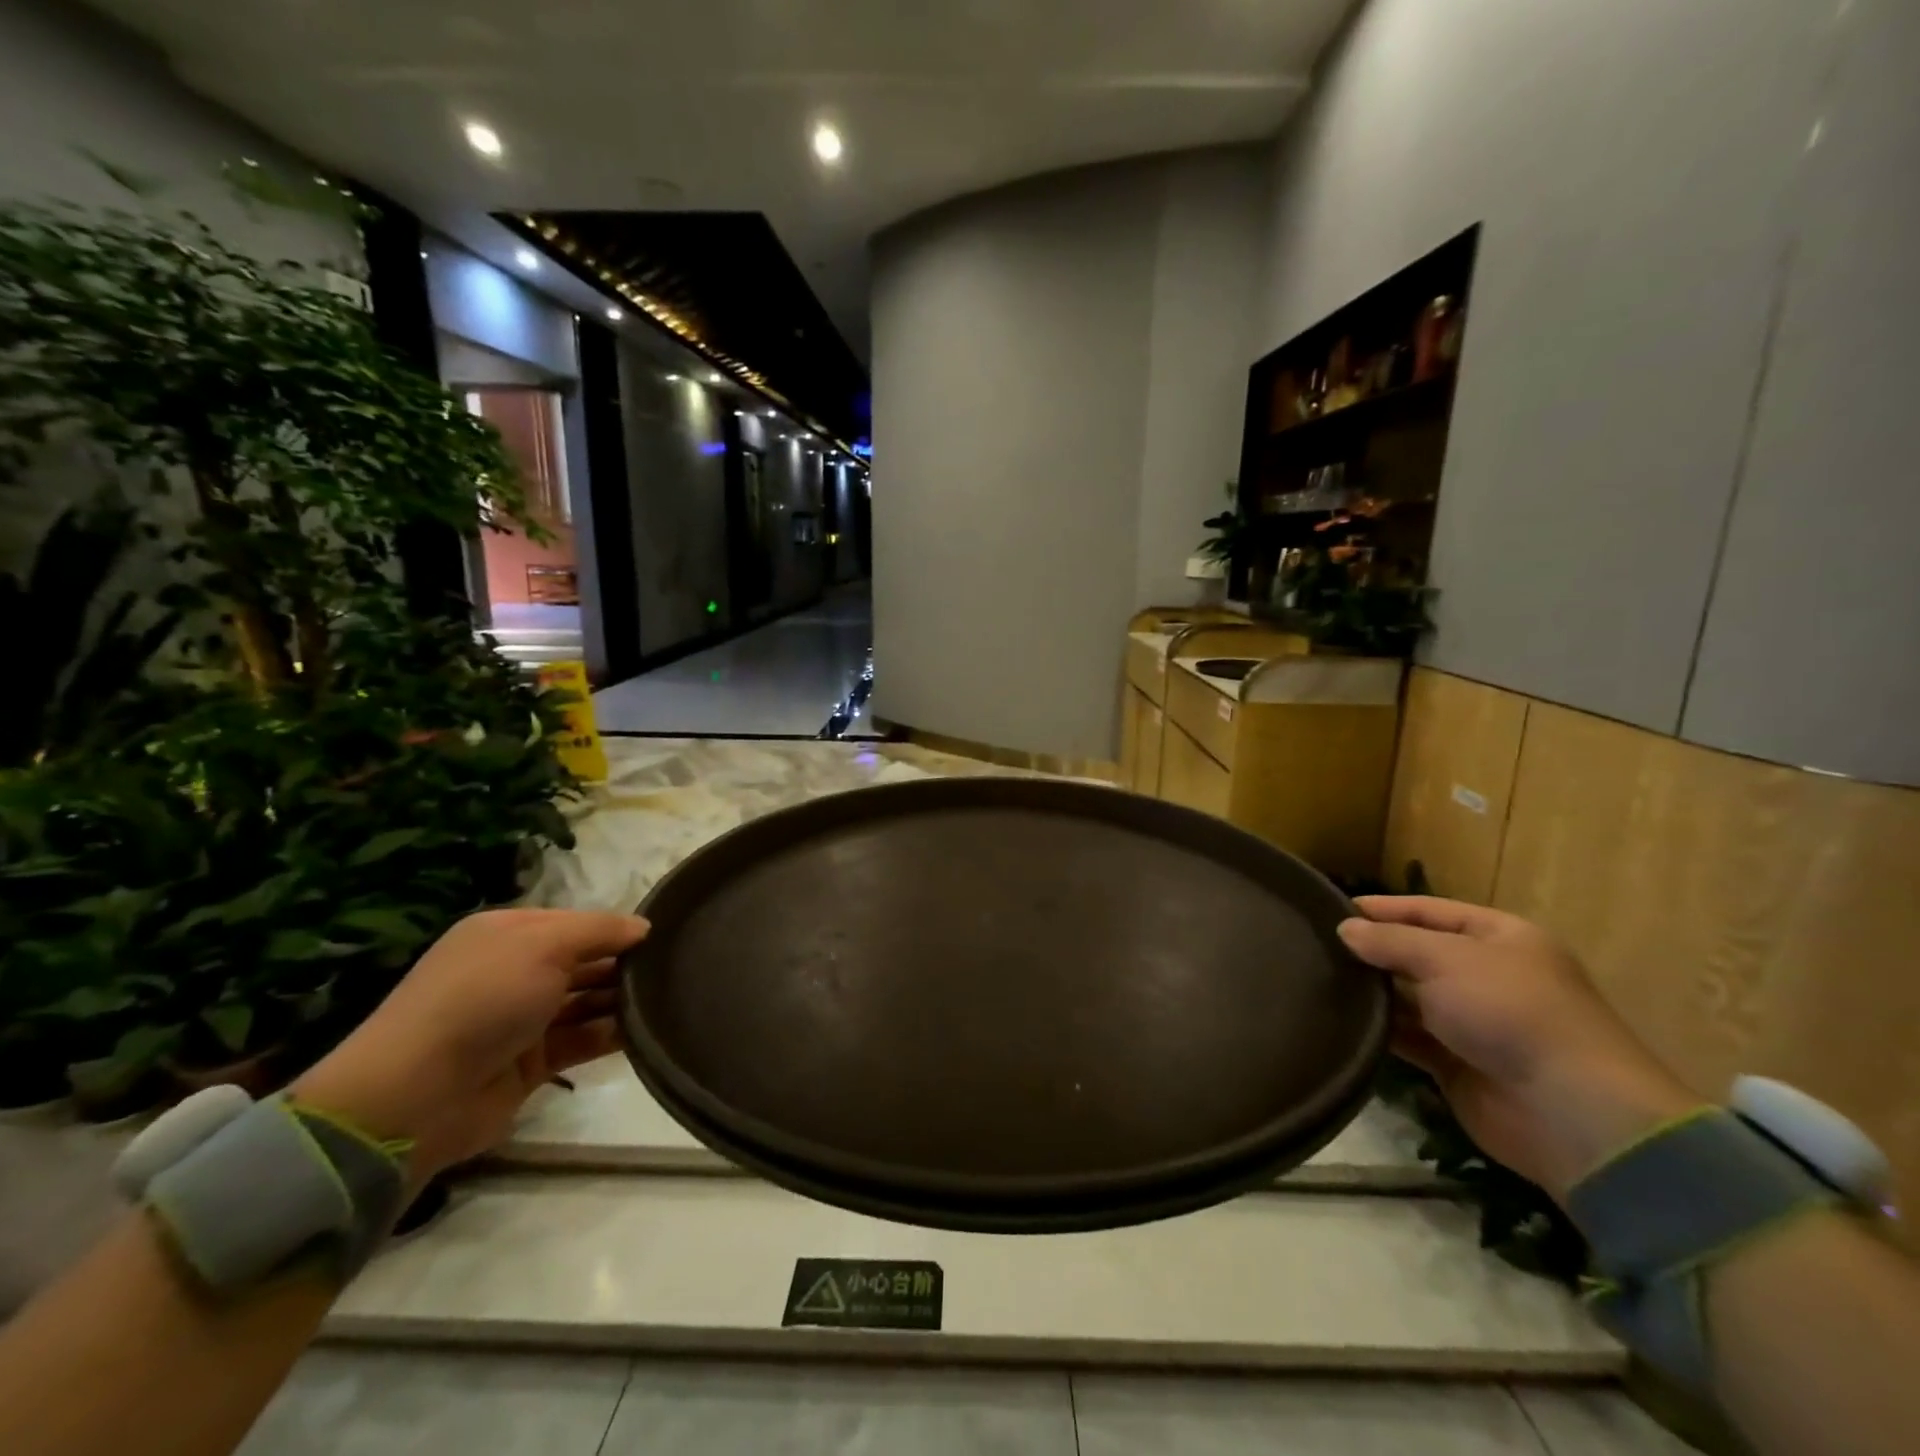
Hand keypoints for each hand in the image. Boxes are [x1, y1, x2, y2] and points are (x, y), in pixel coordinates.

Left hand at [292, 908, 648, 1188]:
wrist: (416, 1096)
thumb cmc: (483, 998)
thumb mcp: (544, 944)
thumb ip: (599, 929)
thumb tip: (644, 927)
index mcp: (507, 934)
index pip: (576, 922)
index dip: (616, 928)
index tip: (664, 936)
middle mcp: (514, 971)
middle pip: (584, 960)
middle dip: (624, 963)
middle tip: (678, 967)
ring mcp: (522, 1018)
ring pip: (587, 1000)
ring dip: (623, 999)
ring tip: (672, 997)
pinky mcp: (532, 1062)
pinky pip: (582, 1039)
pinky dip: (612, 1034)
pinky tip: (649, 1030)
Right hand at [1338, 896, 1701, 1199]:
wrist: (1568, 1112)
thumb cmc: (1509, 1011)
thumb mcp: (1444, 959)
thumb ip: (1390, 940)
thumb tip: (1345, 929)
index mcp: (1499, 938)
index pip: (1429, 910)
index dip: (1383, 908)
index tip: (1331, 908)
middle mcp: (1487, 975)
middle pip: (1419, 953)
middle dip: (1374, 951)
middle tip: (1316, 945)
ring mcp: (1473, 1021)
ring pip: (1410, 996)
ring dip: (1374, 992)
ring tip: (1319, 979)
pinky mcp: (1458, 1062)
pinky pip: (1410, 1037)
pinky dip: (1382, 1030)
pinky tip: (1343, 1020)